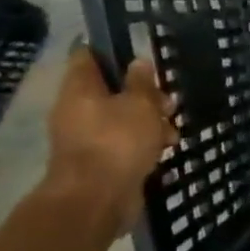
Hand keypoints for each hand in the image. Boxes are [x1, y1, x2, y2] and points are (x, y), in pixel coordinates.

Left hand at [41, 46, 176, 239]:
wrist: (96, 200)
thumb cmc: (117, 142)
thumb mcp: (139, 105)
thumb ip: (142, 82)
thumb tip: (139, 62)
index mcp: (80, 87)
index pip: (89, 55)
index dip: (113, 50)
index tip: (141, 55)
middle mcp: (77, 110)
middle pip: (111, 90)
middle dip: (143, 95)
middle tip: (168, 103)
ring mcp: (85, 138)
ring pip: (120, 119)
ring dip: (148, 122)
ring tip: (172, 131)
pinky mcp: (98, 163)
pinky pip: (122, 145)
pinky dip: (142, 145)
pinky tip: (165, 151)